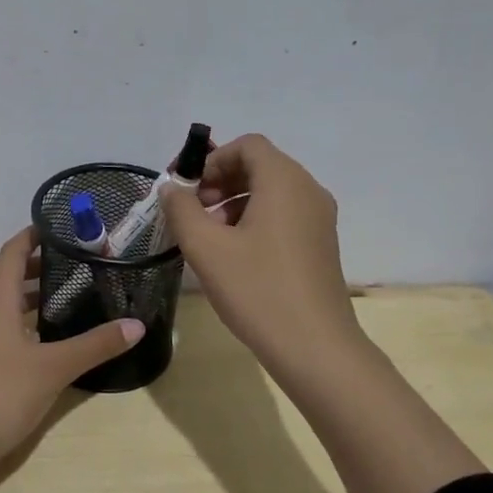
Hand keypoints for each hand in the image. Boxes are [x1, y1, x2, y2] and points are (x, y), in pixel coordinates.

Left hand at [0, 227, 143, 492]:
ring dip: (20, 291)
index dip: (32, 235)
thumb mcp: (55, 368)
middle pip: (0, 271)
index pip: (11, 251)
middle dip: (29, 263)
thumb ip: (96, 344)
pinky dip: (13, 316)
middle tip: (67, 263)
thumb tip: (136, 324)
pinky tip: (38, 335)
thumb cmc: (1, 393)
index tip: (60, 228)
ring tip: (58, 295)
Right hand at [159, 134, 361, 379]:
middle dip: (221, 181)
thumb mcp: (206, 247)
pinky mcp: (320, 244)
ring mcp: (319, 219)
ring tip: (209, 236)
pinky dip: (255, 220)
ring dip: (235, 202)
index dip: (213, 160)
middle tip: (193, 212)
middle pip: (260, 166)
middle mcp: (308, 191)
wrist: (315, 347)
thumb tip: (172, 189)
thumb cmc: (257, 289)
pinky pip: (284, 214)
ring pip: (271, 192)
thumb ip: (181, 209)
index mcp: (284, 182)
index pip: (248, 145)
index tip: (189, 190)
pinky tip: (234, 254)